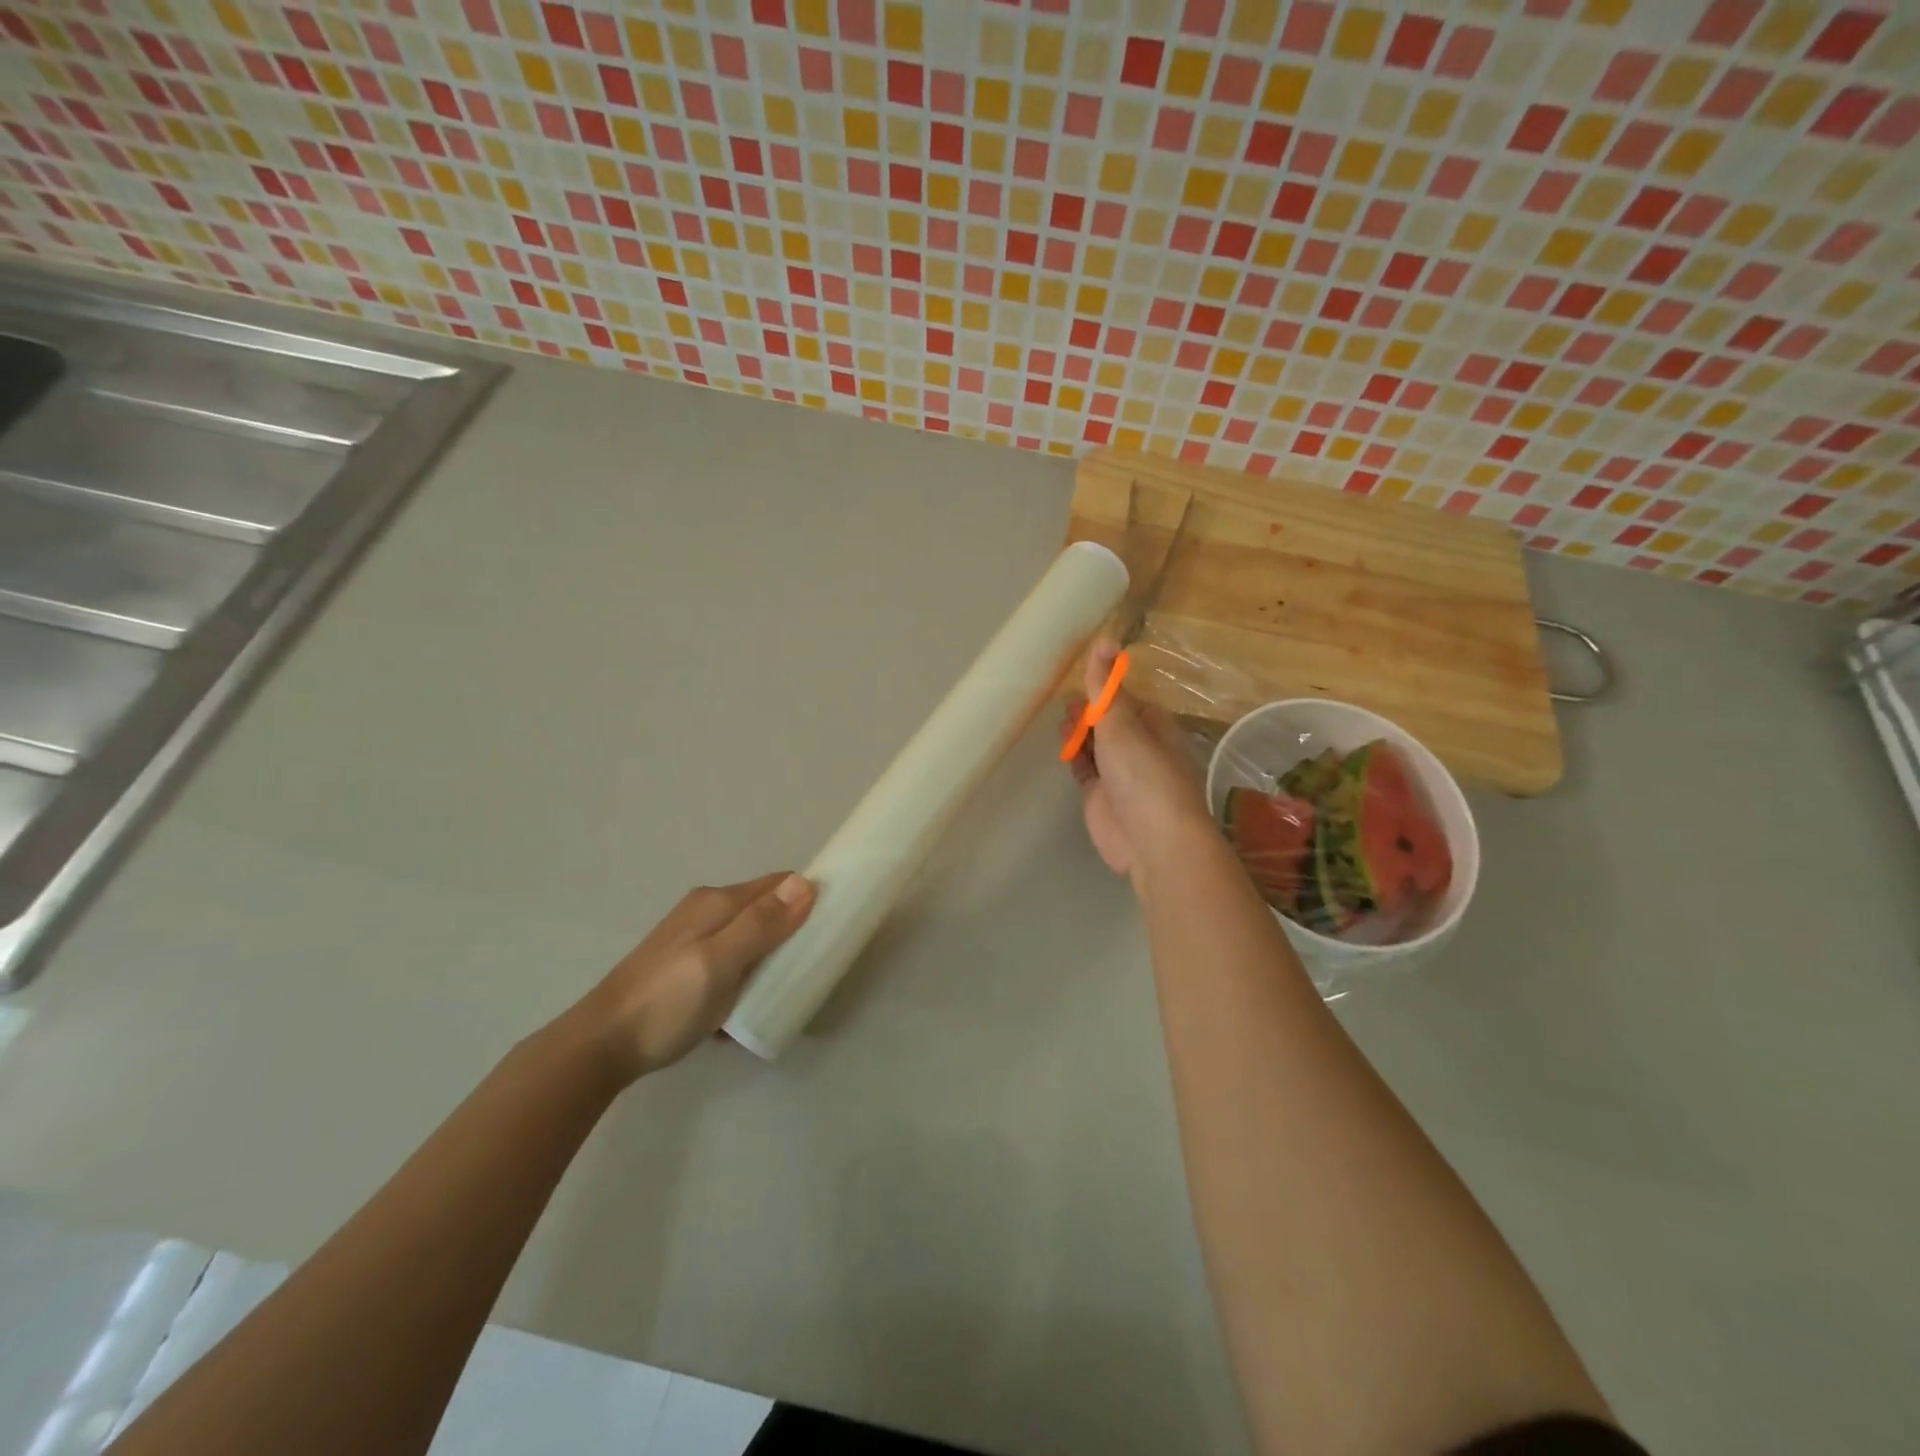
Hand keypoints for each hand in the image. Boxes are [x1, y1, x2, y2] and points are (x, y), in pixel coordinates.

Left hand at [575, 873, 813, 1084]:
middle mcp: (707, 911)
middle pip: (766, 910)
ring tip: (787, 988)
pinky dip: (748, 976)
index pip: (779, 883)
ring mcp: (694, 940)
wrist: (600, 1046)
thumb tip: (806, 882)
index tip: (834, 925)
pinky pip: (733, 961)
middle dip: (793, 930)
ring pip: (750, 938)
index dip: (808, 897)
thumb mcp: (719, 962)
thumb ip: (761, 924)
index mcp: (717, 902)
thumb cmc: (666, 1002)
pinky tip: (748, 1005)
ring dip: (771, 957)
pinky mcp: (687, 967)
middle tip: (815, 963)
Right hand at [1063, 640, 1215, 882]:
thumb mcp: (1121, 721)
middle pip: (1107, 721)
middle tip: (1066, 706)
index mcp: (1152, 724)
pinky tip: (1063, 748)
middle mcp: (1137, 746)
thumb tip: (1104, 637)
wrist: (1151, 839)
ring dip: (1078, 733)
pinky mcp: (1100, 795)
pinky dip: (1074, 756)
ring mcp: (1118, 773)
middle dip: (1087, 712)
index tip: (1079, 681)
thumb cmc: (1143, 773)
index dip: (1102, 690)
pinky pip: (1084, 768)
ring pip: (1094, 745)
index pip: (1124, 698)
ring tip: (1061, 725)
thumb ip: (1105, 684)